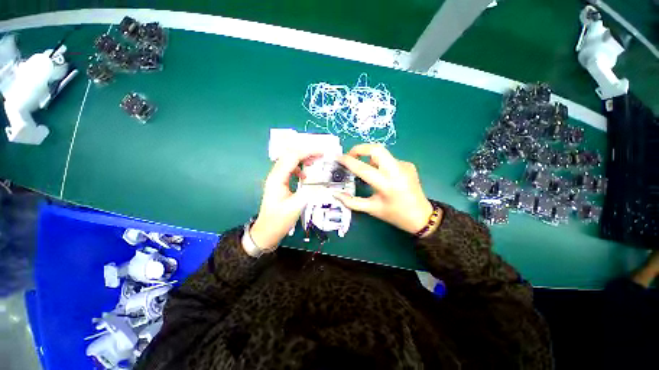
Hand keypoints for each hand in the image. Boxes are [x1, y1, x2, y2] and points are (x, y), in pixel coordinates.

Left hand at [249, 149, 320, 251]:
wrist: (267, 231)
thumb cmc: (279, 220)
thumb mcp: (296, 206)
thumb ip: (308, 191)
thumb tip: (320, 178)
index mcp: (277, 178)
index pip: (293, 157)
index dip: (308, 152)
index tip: (322, 153)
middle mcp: (275, 175)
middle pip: (290, 155)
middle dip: (306, 152)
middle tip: (321, 155)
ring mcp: (277, 178)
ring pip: (290, 161)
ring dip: (303, 159)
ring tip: (315, 162)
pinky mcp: (280, 183)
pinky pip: (290, 169)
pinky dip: (300, 168)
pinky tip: (306, 176)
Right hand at [334, 144, 439, 235]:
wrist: (422, 216)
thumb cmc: (395, 214)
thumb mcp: (372, 209)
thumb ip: (352, 202)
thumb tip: (335, 194)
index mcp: (386, 184)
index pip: (363, 168)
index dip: (348, 161)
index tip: (338, 158)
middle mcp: (397, 171)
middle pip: (376, 149)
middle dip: (360, 148)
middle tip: (351, 156)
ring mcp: (404, 165)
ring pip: (382, 154)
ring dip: (369, 158)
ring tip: (365, 171)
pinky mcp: (408, 164)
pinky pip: (389, 160)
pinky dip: (380, 164)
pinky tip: (381, 176)